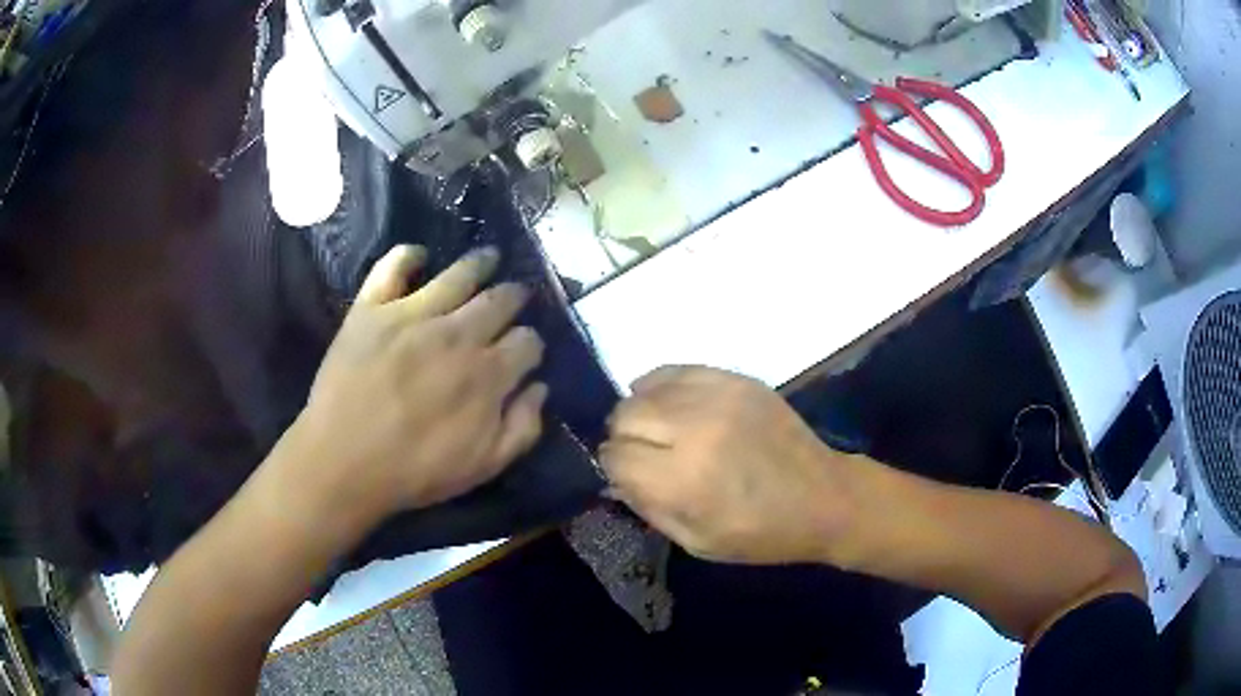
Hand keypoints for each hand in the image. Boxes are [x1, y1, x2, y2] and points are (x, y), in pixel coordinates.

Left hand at [282, 245, 547, 533]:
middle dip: (515, 296)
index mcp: (488, 374)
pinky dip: (408, 255)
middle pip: (501, 299)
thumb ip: (522, 428)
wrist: (343, 463)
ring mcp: (413, 315)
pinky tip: (418, 257)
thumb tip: (539, 387)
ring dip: (480, 262)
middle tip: (515, 295)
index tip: (524, 351)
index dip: (531, 345)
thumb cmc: (414, 471)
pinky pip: (394, 266)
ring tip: (488, 257)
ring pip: (459, 273)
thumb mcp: (483, 466)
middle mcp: (457, 334)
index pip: (527, 341)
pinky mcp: (373, 308)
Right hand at [601, 366, 861, 564]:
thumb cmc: (760, 533)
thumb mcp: (696, 542)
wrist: (824, 498)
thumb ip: (647, 508)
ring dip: (642, 412)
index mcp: (684, 479)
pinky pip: (676, 370)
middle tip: (643, 455)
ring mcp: (718, 397)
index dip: (614, 468)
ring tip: (661, 432)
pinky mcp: (736, 379)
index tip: (627, 477)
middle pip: (624, 415)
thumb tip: (613, 479)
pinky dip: (663, 387)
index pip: (616, 456)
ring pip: (645, 389)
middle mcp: (695, 429)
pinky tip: (673, 406)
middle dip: (623, 438)